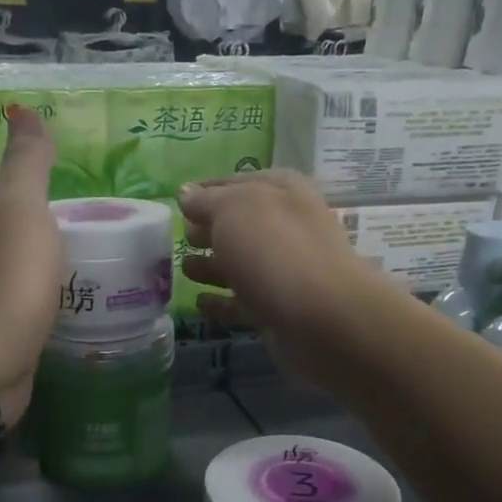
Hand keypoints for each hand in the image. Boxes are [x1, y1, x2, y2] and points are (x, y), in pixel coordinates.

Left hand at [0, 106, 61, 425]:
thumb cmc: (5, 281)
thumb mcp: (21, 211)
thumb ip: (27, 165)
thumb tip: (20, 108)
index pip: (1, 182)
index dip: (23, 167)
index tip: (60, 160)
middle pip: (11, 223)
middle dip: (43, 212)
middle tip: (93, 209)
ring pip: (26, 263)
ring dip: (52, 254)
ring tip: (98, 249)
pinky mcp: (13, 331)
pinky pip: (39, 301)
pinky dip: (57, 292)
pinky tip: (82, 295)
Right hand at [177, 171, 396, 385]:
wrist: (322, 318)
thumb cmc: (275, 249)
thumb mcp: (234, 210)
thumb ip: (207, 200)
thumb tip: (185, 192)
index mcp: (282, 192)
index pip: (238, 183)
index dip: (208, 190)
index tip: (179, 201)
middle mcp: (287, 227)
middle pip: (241, 225)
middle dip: (210, 229)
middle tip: (180, 235)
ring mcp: (285, 271)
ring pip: (241, 264)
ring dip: (212, 265)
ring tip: (183, 268)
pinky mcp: (279, 310)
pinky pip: (243, 302)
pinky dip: (222, 302)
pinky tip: (199, 302)